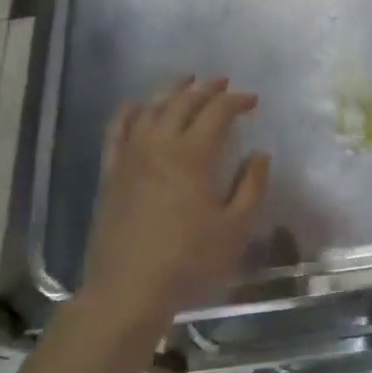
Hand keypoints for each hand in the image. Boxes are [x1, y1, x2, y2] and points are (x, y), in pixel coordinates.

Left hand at [80, 77, 270, 323]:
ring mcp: (130, 156)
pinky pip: (117, 130)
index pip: (217, 112)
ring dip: (171, 91)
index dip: (237, 100)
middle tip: (223, 84)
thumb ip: (251, 186)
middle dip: (206, 88)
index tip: (252, 100)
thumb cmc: (189, 261)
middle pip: (183, 102)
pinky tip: (136, 106)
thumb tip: (260, 154)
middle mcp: (160, 144)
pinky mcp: (111, 172)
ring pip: (150, 108)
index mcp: (194, 155)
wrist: (129, 289)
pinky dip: (130, 111)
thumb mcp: (235, 228)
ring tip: (186, 83)